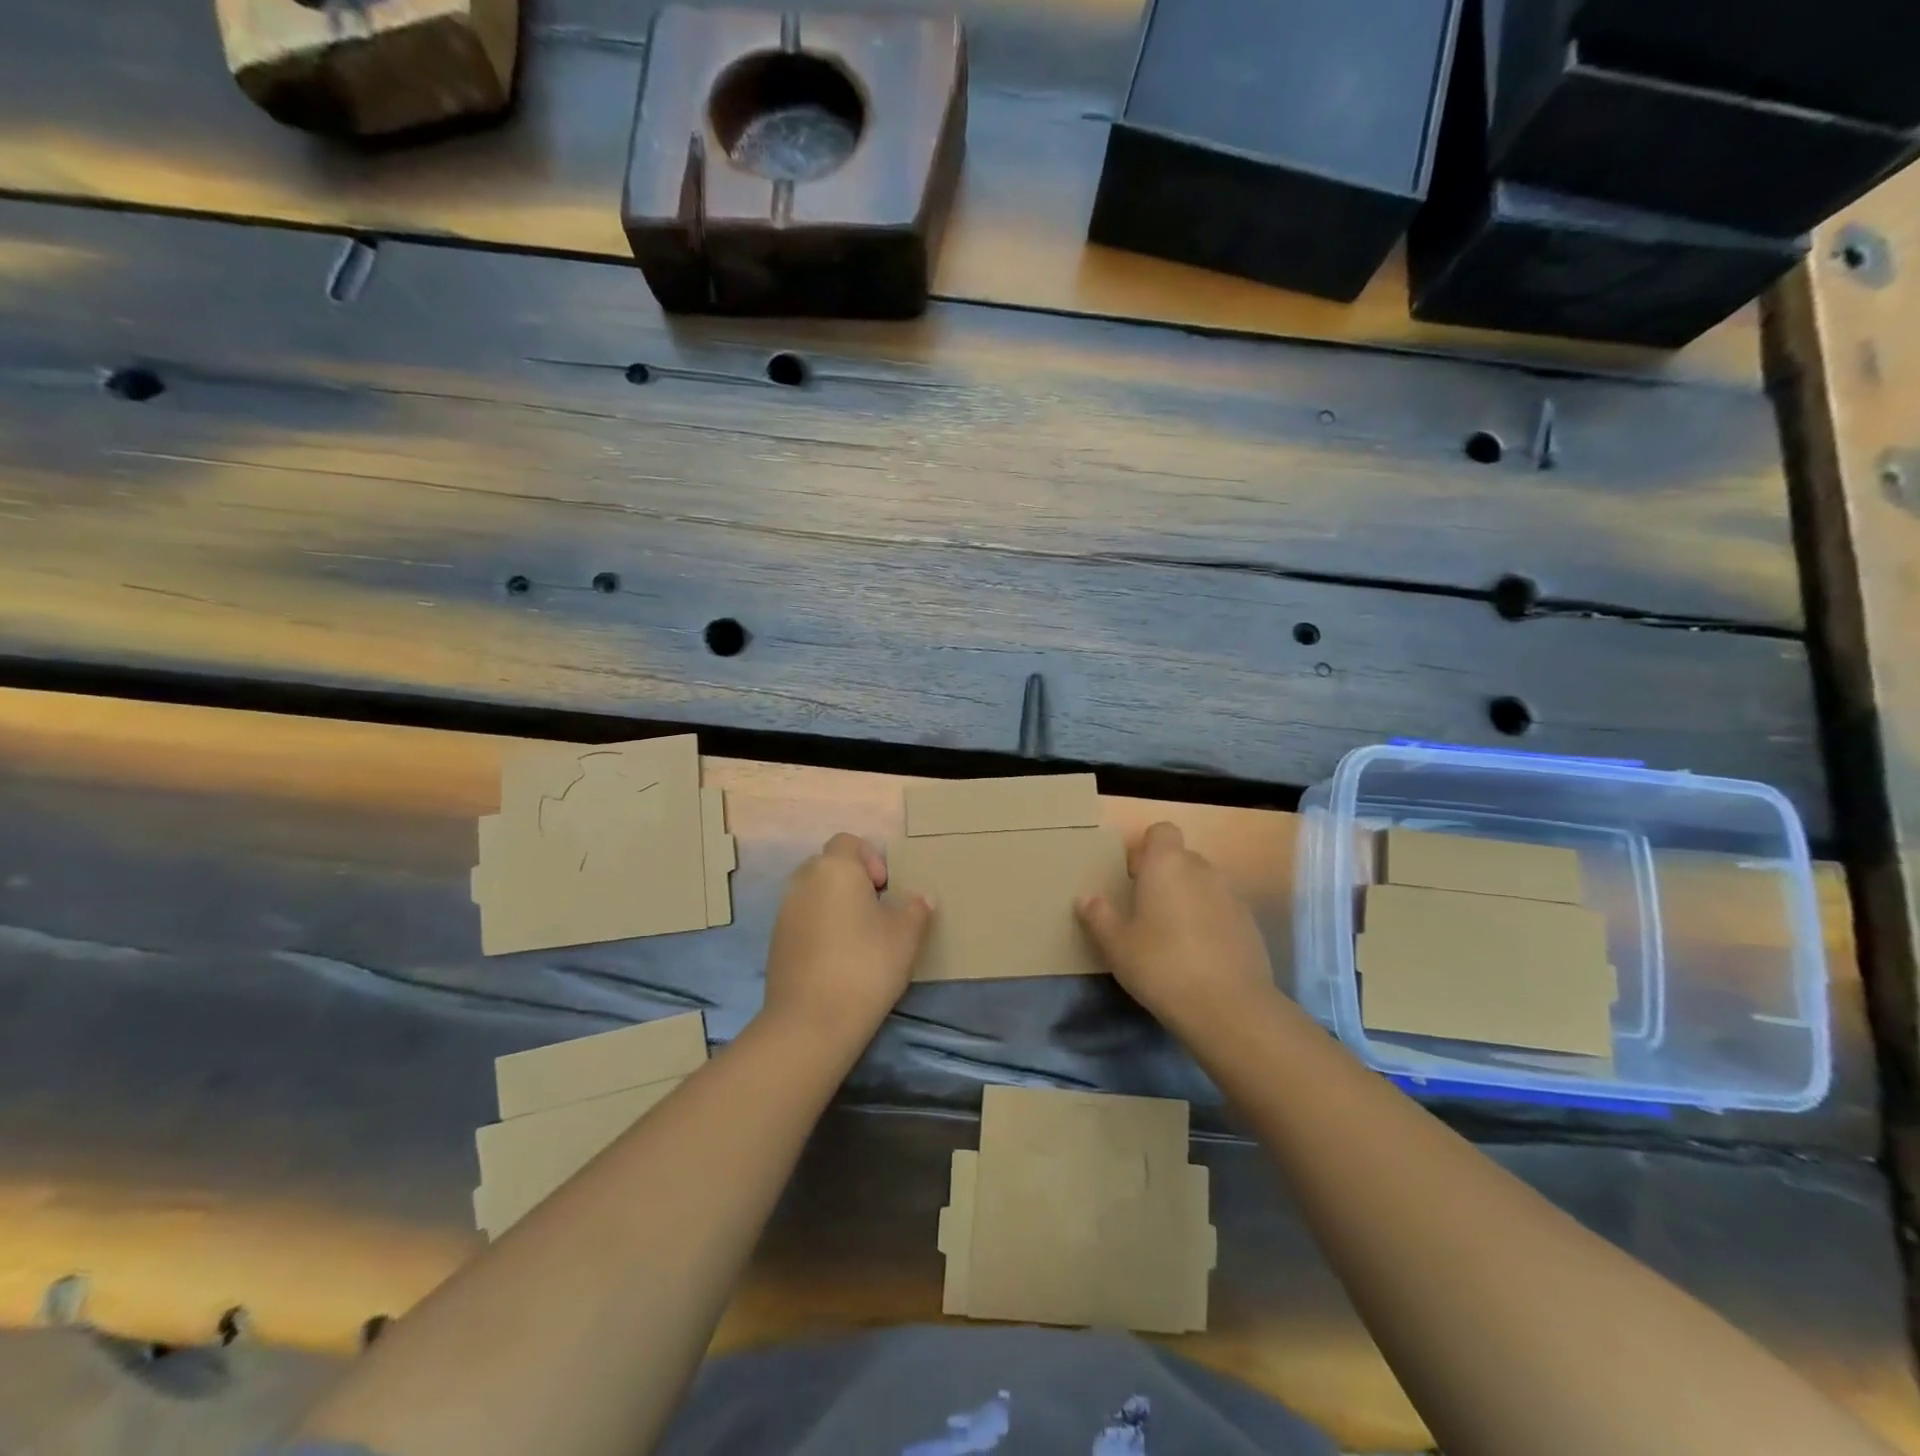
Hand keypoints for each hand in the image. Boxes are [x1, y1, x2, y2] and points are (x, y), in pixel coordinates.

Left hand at [761, 833, 933, 1043]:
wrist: (811, 1021)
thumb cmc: (866, 965)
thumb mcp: (906, 935)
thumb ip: (916, 909)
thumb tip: (920, 898)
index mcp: (834, 869)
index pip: (849, 842)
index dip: (871, 858)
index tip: (886, 889)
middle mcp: (803, 882)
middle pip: (829, 866)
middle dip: (853, 882)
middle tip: (877, 912)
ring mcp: (784, 913)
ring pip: (814, 894)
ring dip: (836, 906)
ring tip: (859, 939)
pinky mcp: (776, 943)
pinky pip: (803, 921)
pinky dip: (820, 929)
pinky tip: (838, 960)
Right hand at [1076, 822, 1274, 1035]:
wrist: (1229, 1008)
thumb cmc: (1161, 965)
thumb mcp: (1116, 945)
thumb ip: (1099, 916)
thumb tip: (1086, 898)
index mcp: (1167, 864)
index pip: (1161, 831)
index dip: (1147, 849)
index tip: (1133, 877)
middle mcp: (1202, 870)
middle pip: (1182, 858)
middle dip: (1165, 876)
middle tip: (1145, 911)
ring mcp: (1232, 897)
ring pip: (1203, 885)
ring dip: (1188, 900)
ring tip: (1171, 937)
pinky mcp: (1250, 925)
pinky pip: (1222, 911)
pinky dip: (1209, 923)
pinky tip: (1198, 957)